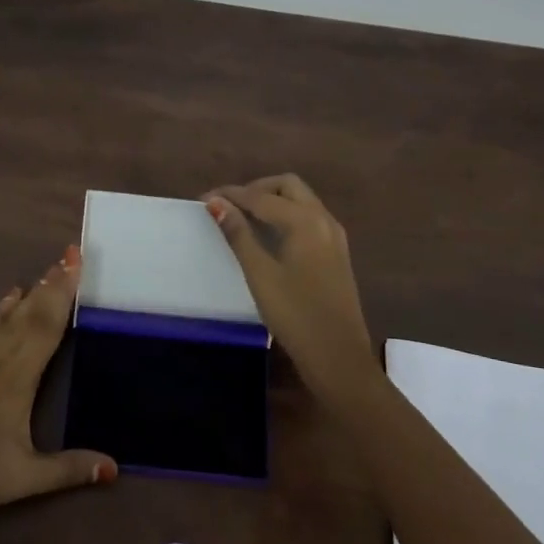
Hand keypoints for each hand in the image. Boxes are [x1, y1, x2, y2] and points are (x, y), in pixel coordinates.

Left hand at [0, 245, 116, 522]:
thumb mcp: (21, 479)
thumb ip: (68, 469)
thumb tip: (115, 467)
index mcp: (18, 378)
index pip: (47, 326)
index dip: (65, 293)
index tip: (78, 263)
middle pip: (32, 312)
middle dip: (55, 282)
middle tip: (73, 253)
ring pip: (11, 315)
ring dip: (35, 290)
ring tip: (53, 268)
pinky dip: (3, 307)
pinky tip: (13, 294)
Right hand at [203, 175, 377, 404]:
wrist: (339, 357)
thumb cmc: (295, 315)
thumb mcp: (260, 274)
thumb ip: (238, 234)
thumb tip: (216, 203)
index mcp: (304, 220)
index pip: (261, 196)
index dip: (231, 195)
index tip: (204, 199)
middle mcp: (323, 219)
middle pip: (287, 186)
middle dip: (256, 189)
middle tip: (229, 206)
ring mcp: (334, 236)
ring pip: (301, 200)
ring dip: (273, 200)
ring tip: (244, 218)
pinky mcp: (336, 252)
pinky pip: (309, 217)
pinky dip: (287, 214)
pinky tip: (270, 235)